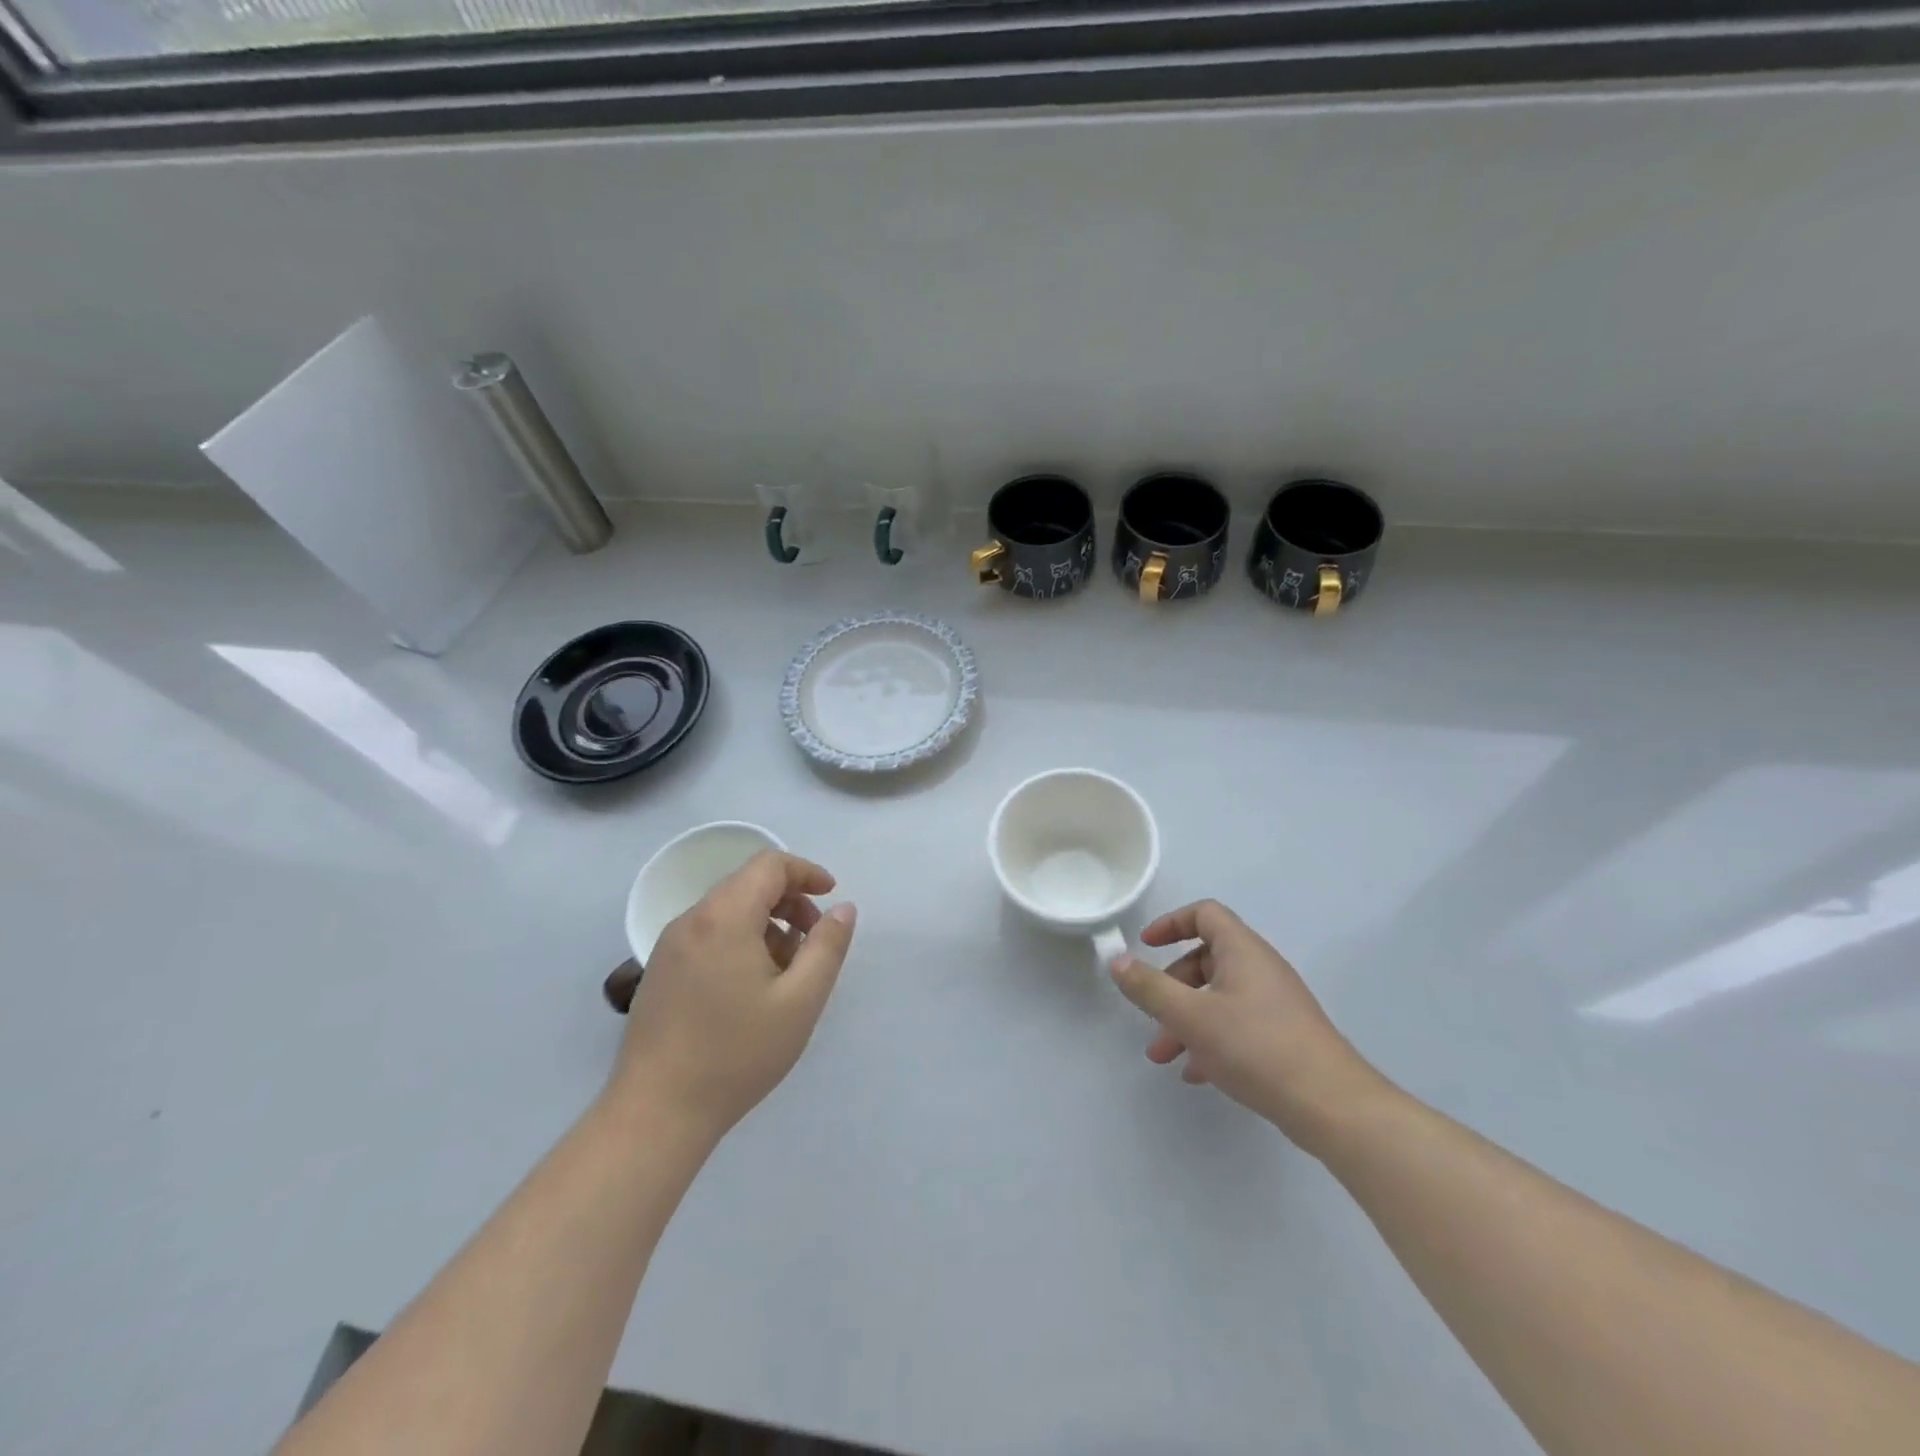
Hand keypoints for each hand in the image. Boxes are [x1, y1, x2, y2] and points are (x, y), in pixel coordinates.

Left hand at [609, 851, 856, 1141]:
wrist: (656, 1113)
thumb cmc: (736, 1054)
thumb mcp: (800, 1001)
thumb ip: (827, 947)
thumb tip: (842, 909)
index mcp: (724, 916)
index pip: (769, 865)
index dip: (806, 872)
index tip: (831, 895)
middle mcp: (692, 920)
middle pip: (747, 884)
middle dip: (789, 901)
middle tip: (815, 939)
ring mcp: (670, 946)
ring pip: (728, 910)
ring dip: (766, 923)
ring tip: (788, 970)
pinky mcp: (661, 971)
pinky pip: (709, 934)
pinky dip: (740, 940)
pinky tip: (753, 987)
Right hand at [1109, 899, 1383, 1153]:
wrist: (1332, 1106)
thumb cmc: (1256, 1048)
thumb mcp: (1191, 1017)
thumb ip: (1149, 988)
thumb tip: (1117, 961)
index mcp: (1242, 951)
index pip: (1205, 914)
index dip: (1171, 923)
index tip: (1145, 946)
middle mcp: (1260, 969)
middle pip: (1205, 959)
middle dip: (1171, 987)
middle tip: (1152, 1019)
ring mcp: (1275, 1003)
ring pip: (1218, 997)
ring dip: (1186, 1020)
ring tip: (1164, 1056)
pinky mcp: (1283, 1035)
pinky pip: (1236, 1024)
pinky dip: (1210, 1039)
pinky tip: (1197, 1073)